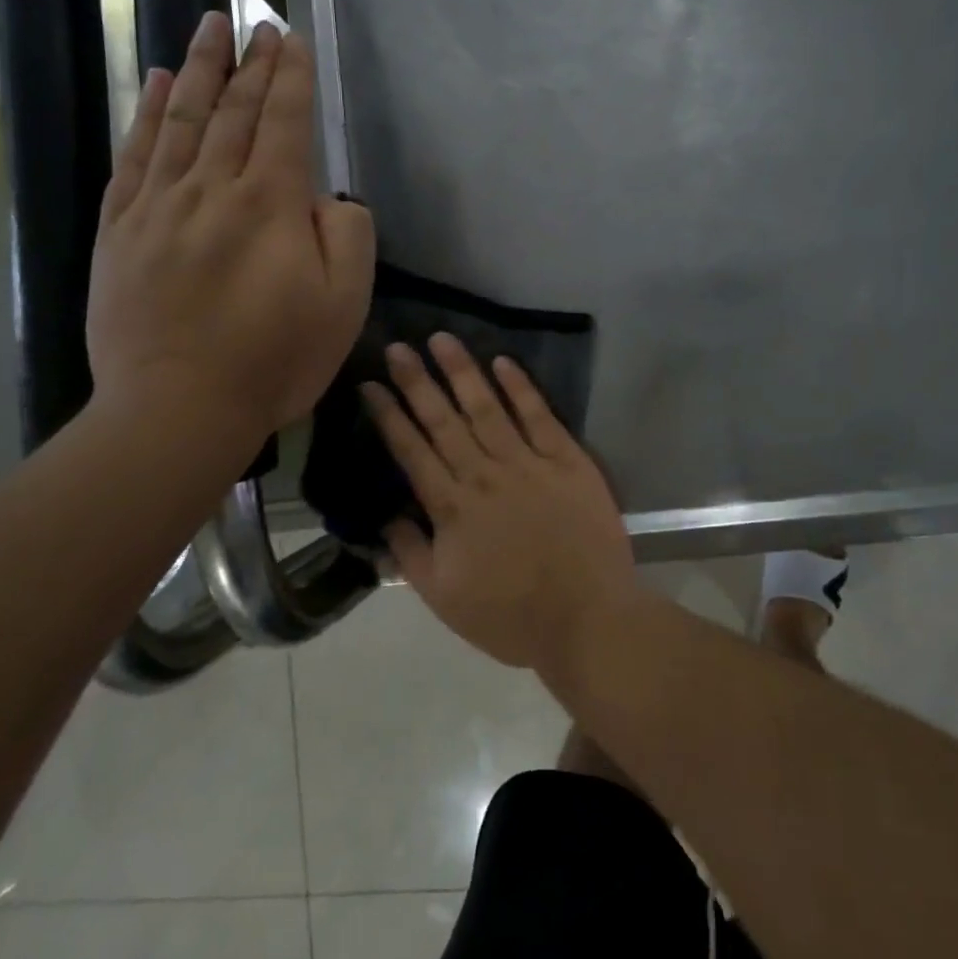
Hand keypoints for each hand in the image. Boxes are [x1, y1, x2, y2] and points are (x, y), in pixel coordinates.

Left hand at [87, 14, 373, 453]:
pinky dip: (147, 115)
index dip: (291, 78)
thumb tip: (329, 198)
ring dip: (198, 69)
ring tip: (207, 27)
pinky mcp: (120, 230)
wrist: (178, 408)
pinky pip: (135, 158)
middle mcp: (212, 189)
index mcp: (270, 205)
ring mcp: (159, 207)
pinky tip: (156, 85)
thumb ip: (349, 237)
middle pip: (233, 111)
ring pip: (180, 121)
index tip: (292, 39)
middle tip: (256, 22)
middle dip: (250, 62)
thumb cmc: (275, 360)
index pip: (284, 123)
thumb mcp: (345, 305)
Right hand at [362, 334, 636, 670]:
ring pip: (487, 407)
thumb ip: (410, 555)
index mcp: (453, 507)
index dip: (389, 415)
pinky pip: (540, 416)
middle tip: (397, 346)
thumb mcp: (444, 599)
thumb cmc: (511, 616)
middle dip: (417, 381)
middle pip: (444, 420)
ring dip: (463, 371)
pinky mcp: (568, 460)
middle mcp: (485, 474)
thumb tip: (386, 518)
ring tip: (442, 339)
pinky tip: (503, 362)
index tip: (370, 384)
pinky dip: (521, 387)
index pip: (412, 450)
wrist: (587, 619)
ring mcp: (528, 463)